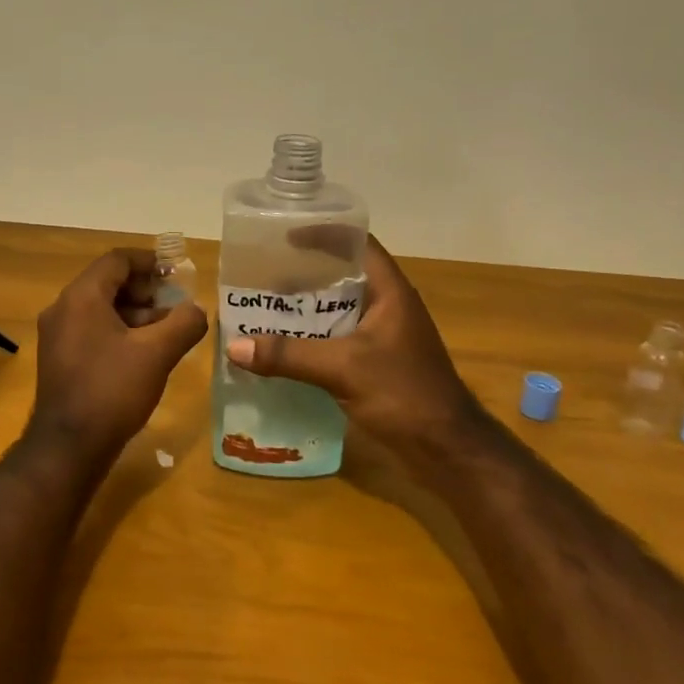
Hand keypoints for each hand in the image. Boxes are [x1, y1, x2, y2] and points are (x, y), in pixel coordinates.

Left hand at [31, 249, 209, 451]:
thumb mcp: (157, 354)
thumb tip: (197, 309)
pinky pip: (91, 330)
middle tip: (174, 304)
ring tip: (166, 331)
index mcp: (81, 297)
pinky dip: (118, 332)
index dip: (149, 261)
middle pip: (107, 283)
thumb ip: (184, 323)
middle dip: (144, 290)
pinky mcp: (58, 359)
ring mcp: (56, 335)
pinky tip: (143, 353)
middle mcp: (62, 308)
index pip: (116, 260)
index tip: (176, 273)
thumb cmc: (112, 390)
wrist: (68, 447)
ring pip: (99, 309)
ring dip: (134, 313)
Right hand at [223, 236, 480, 458]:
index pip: (357, 244)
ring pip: (339, 310)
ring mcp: (385, 337)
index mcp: (390, 292)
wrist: (448, 450)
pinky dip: (313, 337)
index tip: (285, 236)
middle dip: (304, 273)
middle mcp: (388, 307)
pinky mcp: (378, 363)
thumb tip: (234, 347)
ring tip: (265, 307)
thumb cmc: (403, 394)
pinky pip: (339, 338)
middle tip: (264, 275)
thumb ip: (288, 355)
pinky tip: (285, 347)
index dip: (324, 233)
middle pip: (343, 276)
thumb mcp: (342, 369)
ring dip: (306, 308)